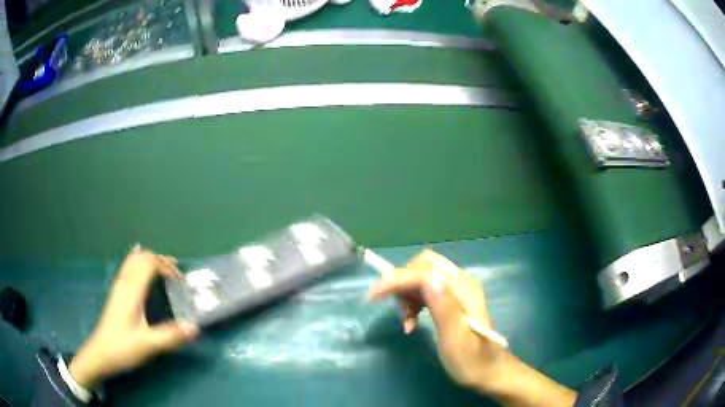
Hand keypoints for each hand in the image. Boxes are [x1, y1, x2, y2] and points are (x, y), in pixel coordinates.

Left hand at [68, 248, 197, 387]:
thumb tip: (194, 327)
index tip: (181, 282)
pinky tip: (145, 275)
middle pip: (141, 257)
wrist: (100, 353)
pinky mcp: (117, 294)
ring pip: (133, 261)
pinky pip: (129, 269)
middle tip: (177, 273)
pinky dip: (141, 265)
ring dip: (150, 260)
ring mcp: (119, 287)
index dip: (166, 266)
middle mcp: (124, 283)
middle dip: (160, 260)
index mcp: (131, 291)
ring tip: (165, 271)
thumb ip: (170, 336)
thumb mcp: (148, 345)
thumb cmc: (122, 348)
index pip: (149, 264)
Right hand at [368, 249, 506, 390]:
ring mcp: (457, 290)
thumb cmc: (471, 361)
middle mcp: (461, 283)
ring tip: (406, 321)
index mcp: (464, 291)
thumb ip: (444, 309)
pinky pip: (426, 289)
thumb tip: (428, 279)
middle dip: (402, 283)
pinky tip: (412, 321)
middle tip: (396, 310)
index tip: (373, 297)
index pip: (425, 271)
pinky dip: (413, 301)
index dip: (397, 279)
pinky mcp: (452, 299)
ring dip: (407, 294)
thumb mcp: (456, 341)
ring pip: (422, 276)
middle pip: (423, 266)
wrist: (488, 371)